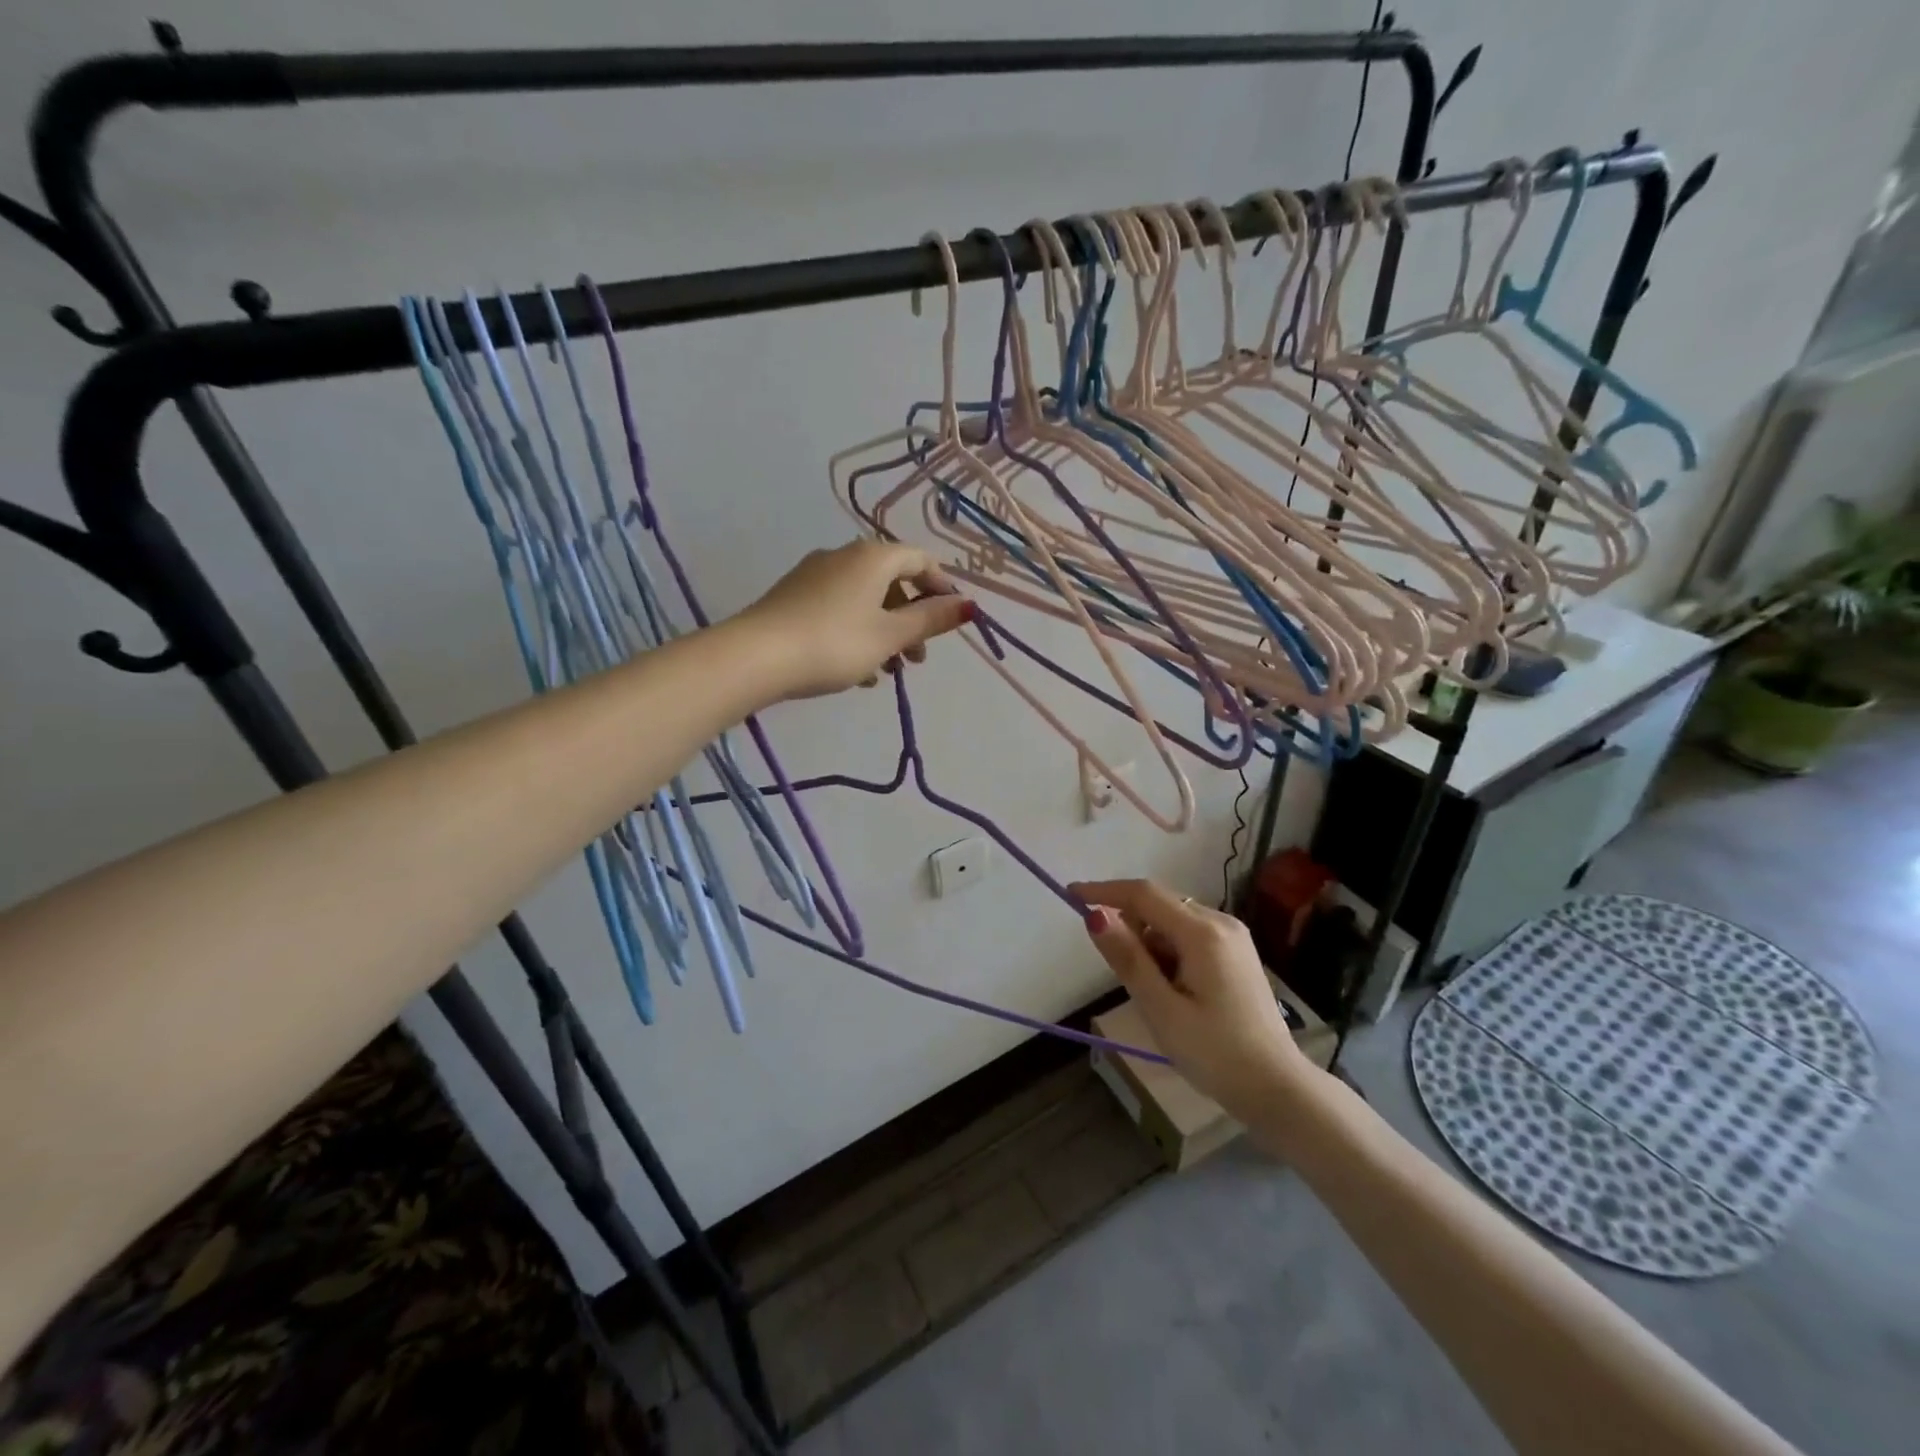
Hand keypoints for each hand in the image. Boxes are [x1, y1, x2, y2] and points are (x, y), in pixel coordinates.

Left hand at [738, 540, 973, 699]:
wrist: (757, 657)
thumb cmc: (835, 643)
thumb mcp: (891, 636)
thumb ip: (931, 620)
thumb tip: (969, 606)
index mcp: (872, 557)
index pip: (919, 560)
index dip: (941, 587)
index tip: (950, 620)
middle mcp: (844, 556)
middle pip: (891, 582)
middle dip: (911, 619)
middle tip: (918, 658)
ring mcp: (815, 575)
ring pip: (865, 600)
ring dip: (885, 632)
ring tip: (888, 671)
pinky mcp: (794, 597)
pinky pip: (839, 609)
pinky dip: (858, 633)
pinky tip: (858, 671)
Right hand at [1071, 878, 1315, 1121]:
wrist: (1278, 1089)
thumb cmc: (1215, 1053)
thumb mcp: (1161, 1009)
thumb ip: (1128, 958)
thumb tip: (1095, 916)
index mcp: (1203, 933)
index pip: (1143, 894)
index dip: (1104, 891)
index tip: (1070, 895)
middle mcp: (1221, 922)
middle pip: (1159, 905)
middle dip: (1131, 927)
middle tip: (1128, 977)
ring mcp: (1233, 936)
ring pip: (1173, 921)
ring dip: (1151, 943)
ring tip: (1158, 995)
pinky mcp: (1237, 953)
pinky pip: (1190, 935)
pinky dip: (1170, 952)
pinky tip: (1176, 991)